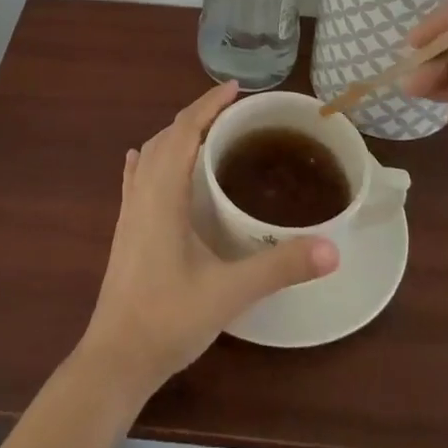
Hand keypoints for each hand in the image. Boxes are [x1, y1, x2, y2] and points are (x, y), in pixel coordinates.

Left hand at [79, 83, 337, 398]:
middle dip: (197, 115)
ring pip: (151, 154)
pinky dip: (148, 158)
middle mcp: (143, 192)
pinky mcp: (124, 230)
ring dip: (175, 134)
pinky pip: (135, 178)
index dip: (208, 104)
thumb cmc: (169, 318)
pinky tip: (144, 159)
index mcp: (164, 193)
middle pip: (168, 136)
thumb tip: (332, 248)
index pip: (185, 130)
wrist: (115, 359)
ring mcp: (129, 211)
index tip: (235, 88)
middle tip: (231, 110)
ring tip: (204, 132)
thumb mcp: (230, 292)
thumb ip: (279, 267)